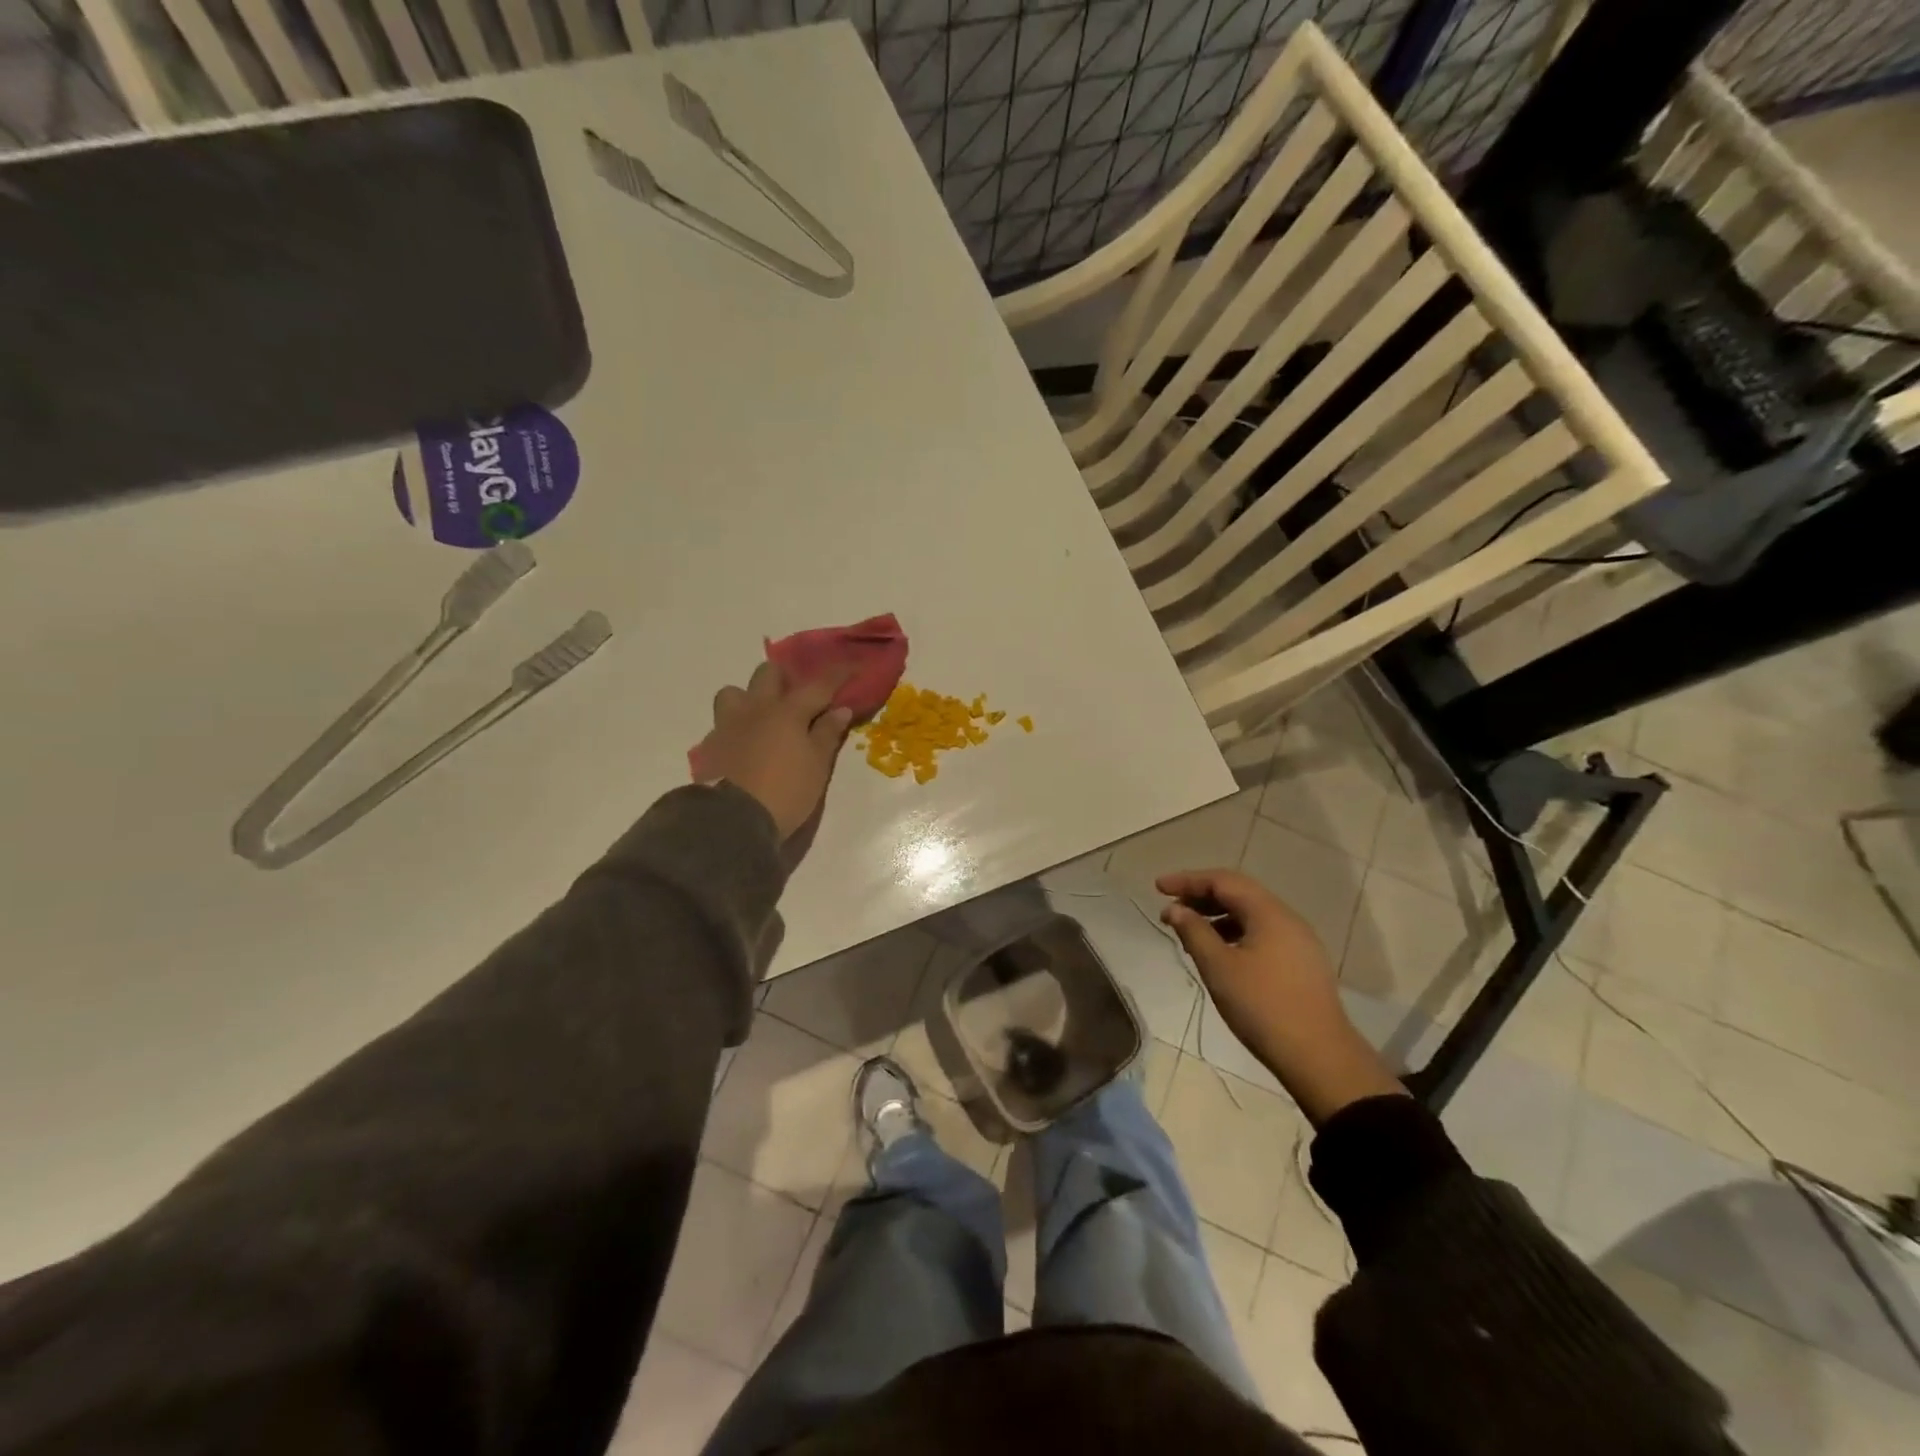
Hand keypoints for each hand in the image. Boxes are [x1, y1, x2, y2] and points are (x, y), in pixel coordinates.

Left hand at [694, 662, 852, 840]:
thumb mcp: (817, 766)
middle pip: (768, 673)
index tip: (852, 667)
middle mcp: (756, 708)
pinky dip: (736, 727)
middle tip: (798, 699)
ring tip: (762, 719)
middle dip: (785, 679)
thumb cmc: (785, 791)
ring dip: (750, 698)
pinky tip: (745, 745)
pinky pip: (723, 723)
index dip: (838, 674)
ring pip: (735, 692)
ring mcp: (728, 724)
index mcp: (787, 711)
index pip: (818, 684)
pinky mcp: (710, 745)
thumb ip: (827, 733)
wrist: (732, 820)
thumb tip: (840, 709)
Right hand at [1157, 868, 1404, 1122]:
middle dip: (1201, 897)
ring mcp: (1299, 942)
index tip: (1158, 888)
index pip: (1223, 881)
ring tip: (1189, 935)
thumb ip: (1194, 932)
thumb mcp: (1219, 967)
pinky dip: (1235, 934)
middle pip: (1239, 894)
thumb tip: (1174, 909)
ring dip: (1217, 917)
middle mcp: (1287, 919)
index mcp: (1269, 913)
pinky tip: (1219, 955)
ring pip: (1251, 916)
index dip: (1188, 880)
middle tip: (1171, 910)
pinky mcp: (1302, 964)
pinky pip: (1262, 934)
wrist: (1320, 1057)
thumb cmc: (1263, 1007)